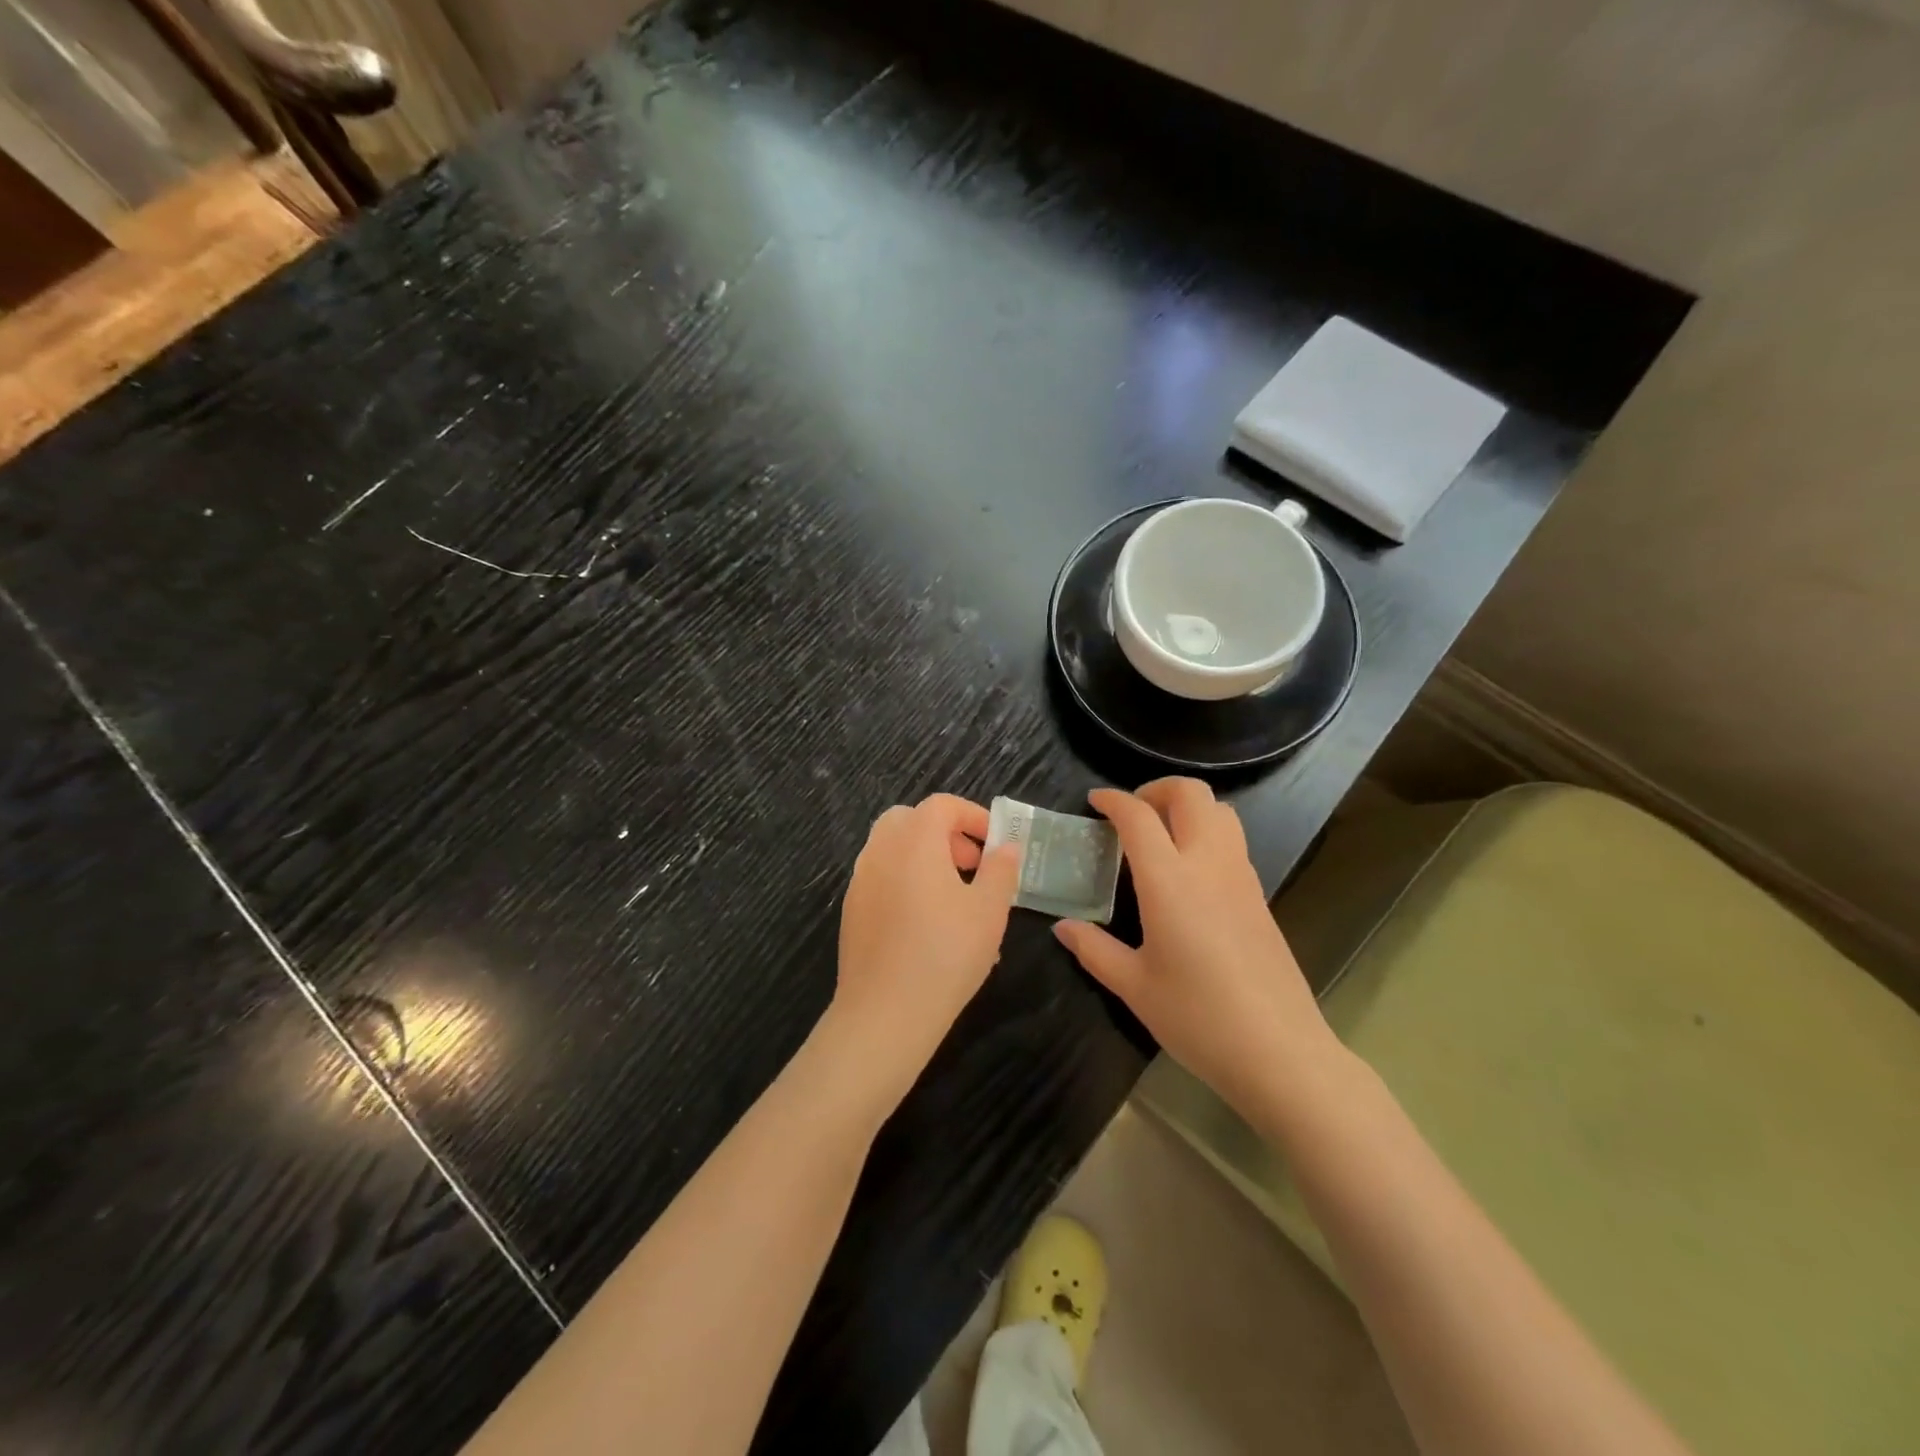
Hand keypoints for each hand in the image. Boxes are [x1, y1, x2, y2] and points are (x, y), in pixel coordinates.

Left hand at [828, 794, 1021, 1101]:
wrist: (885, 1013)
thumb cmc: (945, 954)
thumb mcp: (989, 910)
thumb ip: (1000, 870)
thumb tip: (1006, 847)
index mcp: (914, 841)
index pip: (941, 805)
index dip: (973, 816)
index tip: (995, 843)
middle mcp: (880, 851)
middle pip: (910, 820)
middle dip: (944, 834)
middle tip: (971, 865)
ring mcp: (860, 881)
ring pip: (893, 849)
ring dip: (925, 858)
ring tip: (957, 898)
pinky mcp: (852, 911)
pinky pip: (883, 878)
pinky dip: (907, 881)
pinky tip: (930, 925)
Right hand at [1053, 779, 1339, 1115]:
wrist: (1279, 1052)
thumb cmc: (1197, 1017)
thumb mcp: (1134, 986)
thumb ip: (1094, 949)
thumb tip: (1063, 927)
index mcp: (1170, 881)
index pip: (1139, 817)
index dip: (1113, 800)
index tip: (1094, 801)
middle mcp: (1209, 864)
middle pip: (1191, 794)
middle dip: (1156, 789)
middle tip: (1131, 814)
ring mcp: (1241, 877)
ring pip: (1221, 811)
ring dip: (1187, 807)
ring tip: (1159, 836)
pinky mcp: (1260, 896)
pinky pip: (1232, 841)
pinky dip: (1206, 833)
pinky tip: (1187, 873)